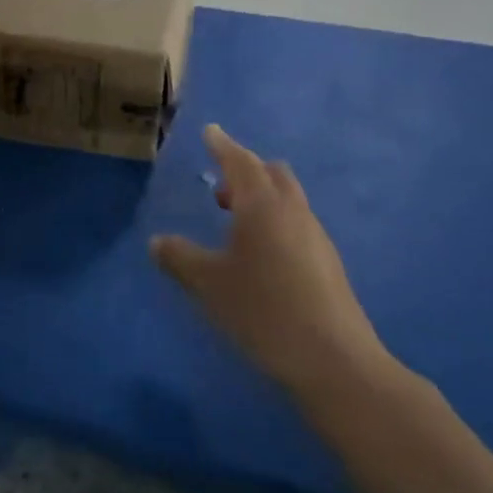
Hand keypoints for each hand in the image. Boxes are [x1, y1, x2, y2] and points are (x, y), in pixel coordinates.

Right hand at [151, 124, 390, 399]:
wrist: (334, 360)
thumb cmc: (263, 309)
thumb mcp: (208, 283)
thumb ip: (179, 257)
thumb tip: (158, 242)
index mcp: (262, 206)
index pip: (240, 162)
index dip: (222, 146)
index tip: (210, 131)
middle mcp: (293, 212)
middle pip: (272, 174)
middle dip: (245, 171)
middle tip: (218, 188)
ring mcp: (316, 237)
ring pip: (287, 199)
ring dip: (260, 198)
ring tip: (232, 222)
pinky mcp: (327, 263)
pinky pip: (296, 224)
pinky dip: (274, 222)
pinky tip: (258, 254)